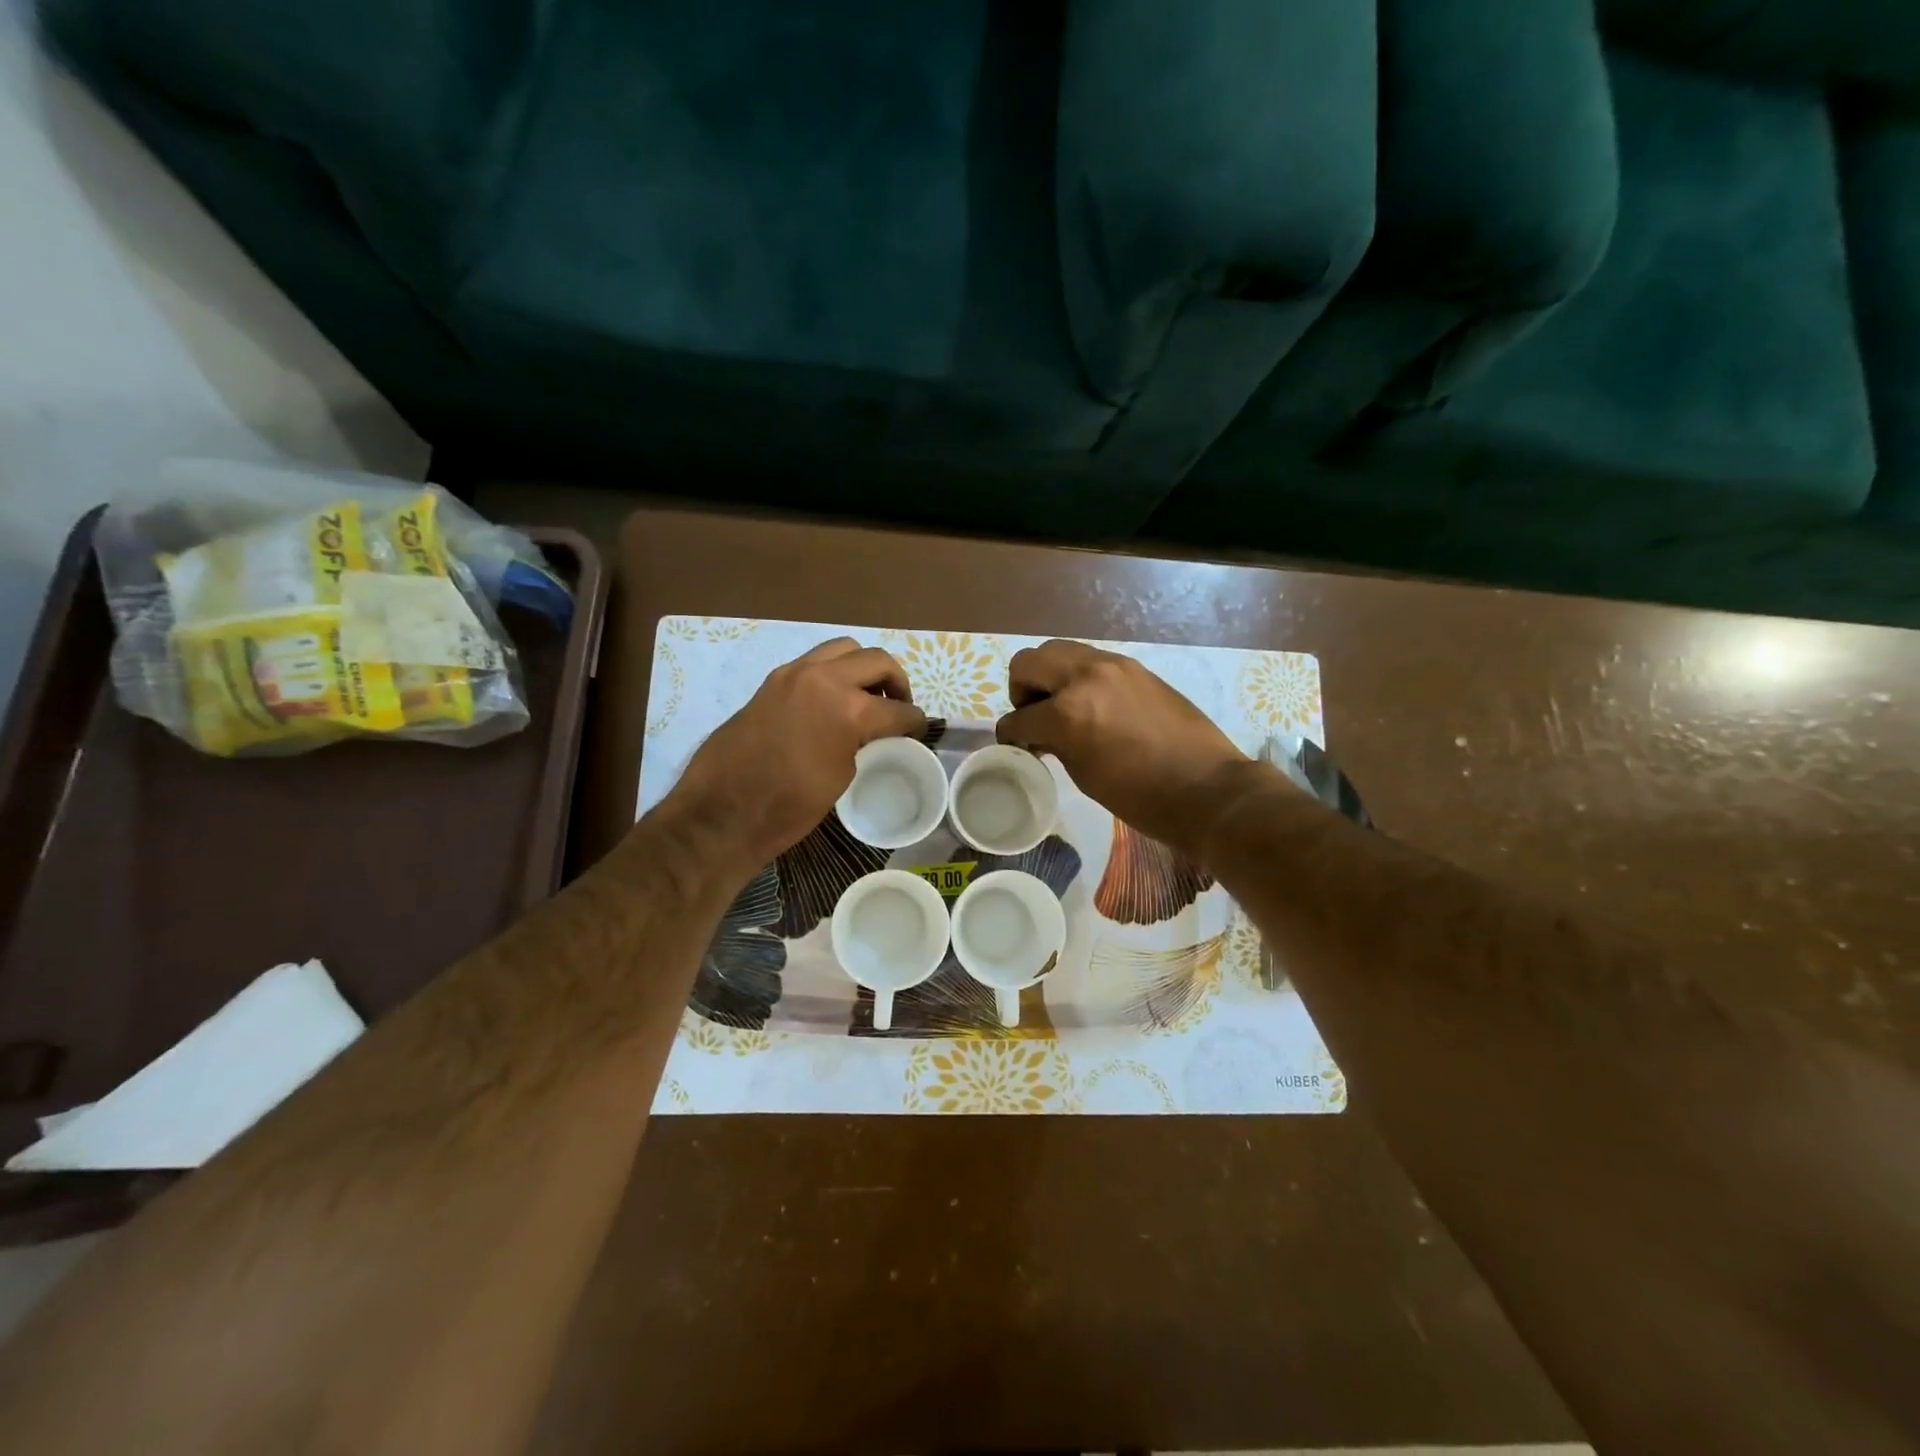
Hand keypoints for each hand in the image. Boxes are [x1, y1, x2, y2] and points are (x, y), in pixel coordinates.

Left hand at [667, 639, 925, 869]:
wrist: (723, 811)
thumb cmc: (788, 807)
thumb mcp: (842, 776)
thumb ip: (862, 741)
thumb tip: (869, 731)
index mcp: (848, 708)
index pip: (897, 708)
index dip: (915, 721)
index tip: (920, 729)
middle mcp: (823, 678)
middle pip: (876, 660)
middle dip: (896, 682)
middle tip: (898, 705)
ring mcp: (793, 674)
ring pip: (843, 649)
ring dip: (862, 667)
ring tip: (865, 695)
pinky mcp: (772, 680)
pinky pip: (814, 662)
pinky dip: (832, 672)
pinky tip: (832, 700)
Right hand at [995, 640, 1252, 858]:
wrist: (1207, 789)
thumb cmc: (1142, 797)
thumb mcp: (1083, 774)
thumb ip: (1054, 743)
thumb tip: (1039, 733)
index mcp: (1069, 712)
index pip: (1019, 717)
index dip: (1011, 735)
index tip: (1016, 746)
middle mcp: (1086, 676)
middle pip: (1030, 661)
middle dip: (1023, 690)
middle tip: (1036, 717)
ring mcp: (1114, 666)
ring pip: (1060, 651)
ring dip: (1051, 678)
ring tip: (1064, 710)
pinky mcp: (1135, 668)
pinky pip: (1091, 661)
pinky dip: (1079, 678)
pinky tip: (1093, 708)